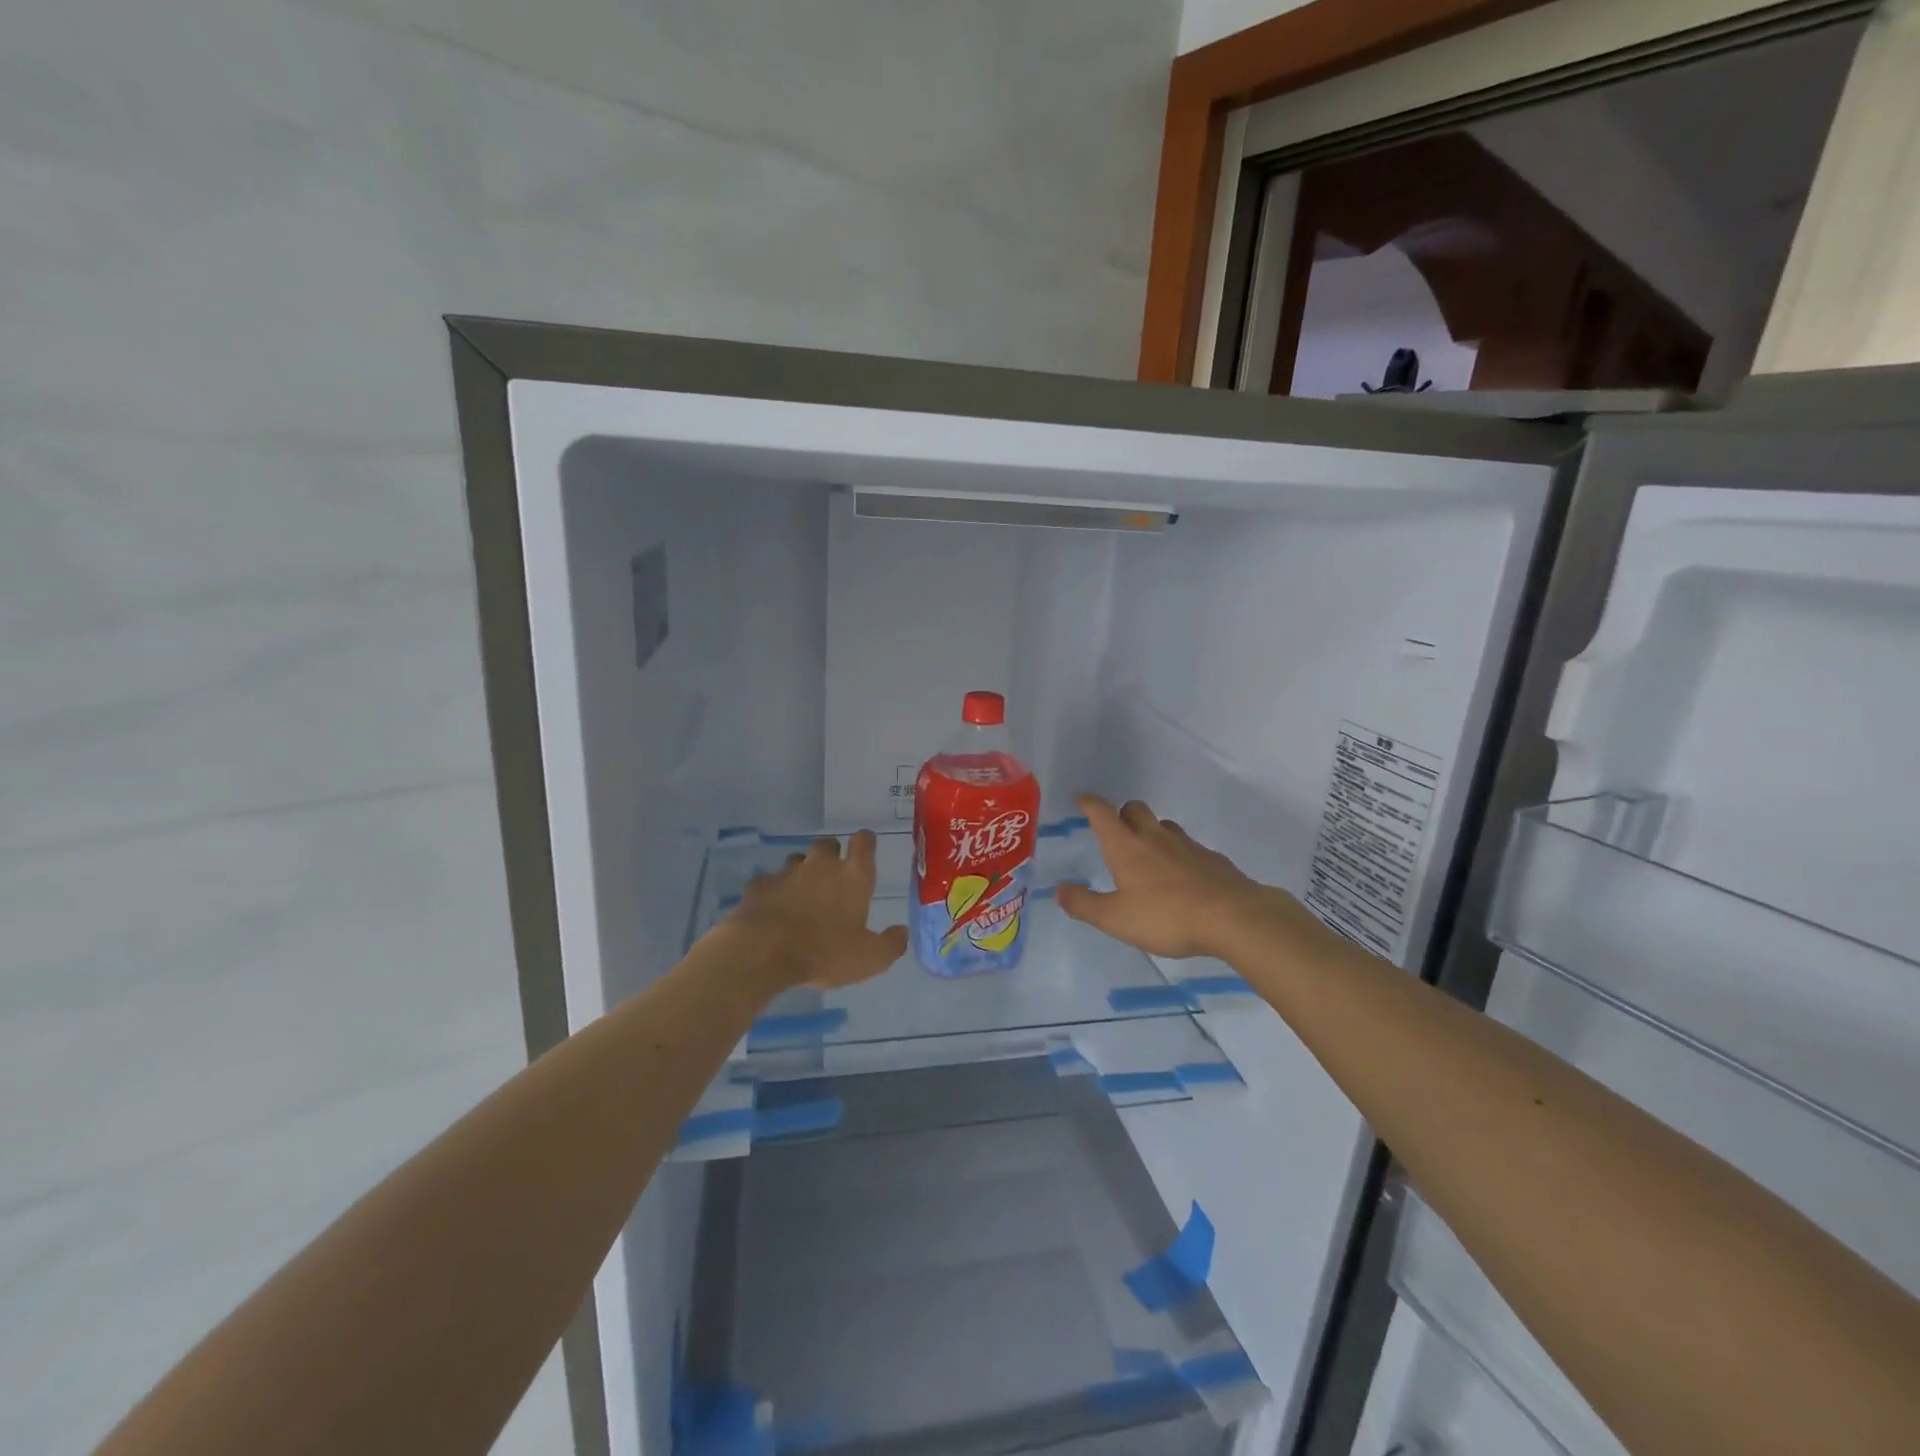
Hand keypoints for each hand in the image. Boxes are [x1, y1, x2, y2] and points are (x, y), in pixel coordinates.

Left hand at [726, 830, 907, 989]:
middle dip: (831, 856)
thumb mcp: (870, 959)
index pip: (864, 842)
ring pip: (797, 860)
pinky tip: (772, 912)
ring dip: (801, 873)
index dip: (865, 842)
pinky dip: (773, 893)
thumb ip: (890, 944)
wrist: (764, 953)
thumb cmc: (825, 953)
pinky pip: (769, 882)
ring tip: (801, 897)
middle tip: (832, 880)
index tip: (865, 849)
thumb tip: (902, 932)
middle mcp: (821, 865)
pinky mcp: (759, 886)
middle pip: (828, 845)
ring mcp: (787, 872)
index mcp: (853, 876)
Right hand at [1058, 794, 1285, 959]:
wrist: (1233, 917)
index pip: (1102, 813)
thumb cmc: (1166, 916)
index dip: (1089, 803)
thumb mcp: (1116, 919)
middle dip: (1122, 814)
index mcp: (1126, 846)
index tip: (1081, 799)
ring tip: (1148, 855)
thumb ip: (1084, 904)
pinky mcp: (1211, 859)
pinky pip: (1189, 847)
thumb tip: (1059, 889)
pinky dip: (1178, 854)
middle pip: (1135, 809)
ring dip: (1151, 831)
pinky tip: (1181, 877)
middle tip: (1116, 831)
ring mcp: (1186, 845)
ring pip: (1164, 825)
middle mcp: (1154, 837)